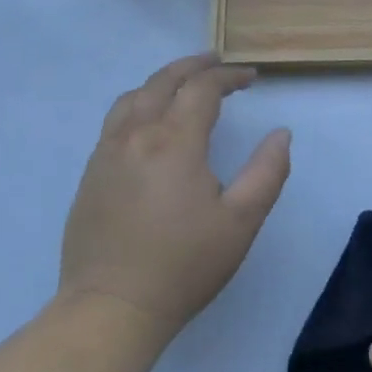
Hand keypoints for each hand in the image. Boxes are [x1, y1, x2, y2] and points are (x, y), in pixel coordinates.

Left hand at [56, 53, 290, 348]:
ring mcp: (106, 153)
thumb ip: (267, 172)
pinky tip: (150, 122)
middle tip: (218, 63)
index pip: (202, 88)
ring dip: (163, 81)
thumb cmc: (184, 265)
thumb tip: (280, 134)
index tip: (251, 78)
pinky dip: (139, 104)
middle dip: (194, 66)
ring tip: (184, 85)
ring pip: (133, 96)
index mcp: (174, 141)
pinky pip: (115, 120)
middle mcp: (136, 135)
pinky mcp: (91, 174)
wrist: (111, 308)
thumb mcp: (241, 221)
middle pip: (163, 81)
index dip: (229, 76)